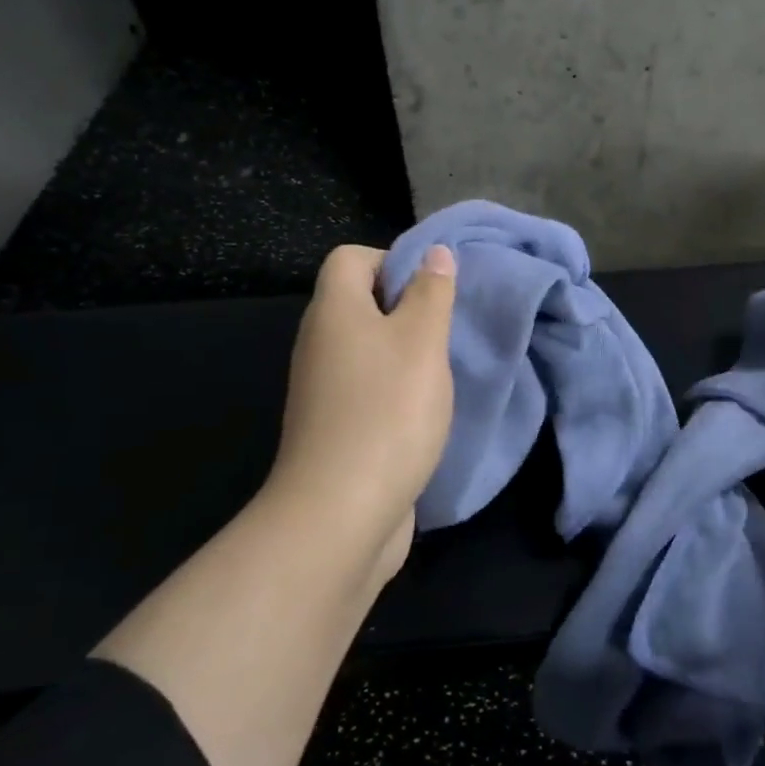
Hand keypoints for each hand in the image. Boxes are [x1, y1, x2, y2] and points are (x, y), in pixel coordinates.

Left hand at [262, 243, 457, 581]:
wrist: (341, 512)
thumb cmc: (388, 411)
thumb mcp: (422, 341)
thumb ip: (431, 293)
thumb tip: (435, 253)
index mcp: (334, 311)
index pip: (350, 258)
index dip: (392, 260)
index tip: (432, 290)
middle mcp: (319, 343)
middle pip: (359, 303)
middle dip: (406, 309)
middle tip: (445, 331)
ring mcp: (322, 389)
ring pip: (366, 349)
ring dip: (404, 353)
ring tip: (441, 371)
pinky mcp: (333, 427)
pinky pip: (366, 388)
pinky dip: (394, 391)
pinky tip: (423, 411)